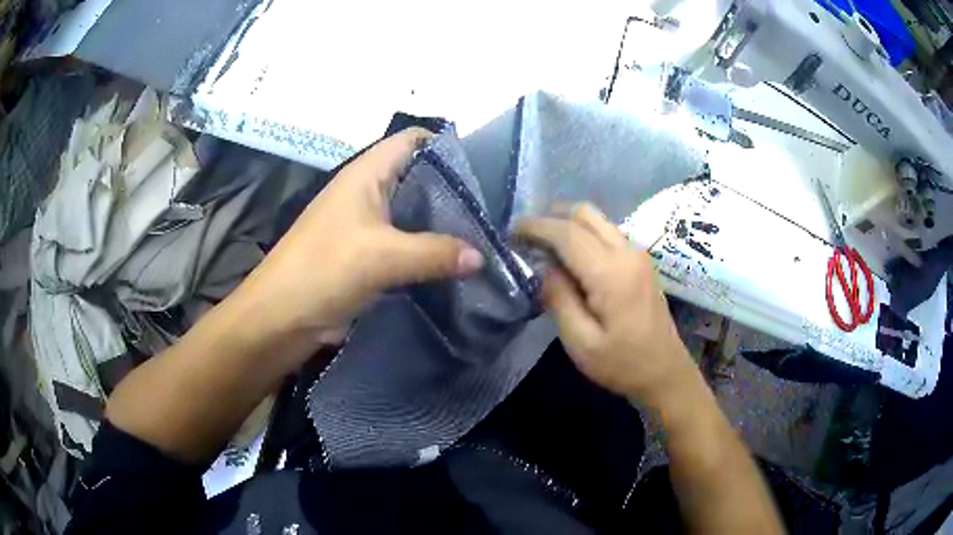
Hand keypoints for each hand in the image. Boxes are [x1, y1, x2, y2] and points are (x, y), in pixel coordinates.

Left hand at [233, 127, 484, 346]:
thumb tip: (482, 257)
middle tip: (490, 212)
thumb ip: (435, 253)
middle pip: (419, 178)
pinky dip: (429, 253)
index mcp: (366, 174)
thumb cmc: (323, 270)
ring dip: (443, 226)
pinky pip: (407, 246)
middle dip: (453, 191)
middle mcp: (368, 192)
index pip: (413, 140)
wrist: (281, 318)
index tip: (482, 170)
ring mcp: (367, 226)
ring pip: (414, 215)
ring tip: (482, 238)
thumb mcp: (382, 257)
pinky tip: (455, 265)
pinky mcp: (368, 256)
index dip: (446, 146)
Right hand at [516, 204, 696, 408]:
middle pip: (584, 214)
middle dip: (551, 217)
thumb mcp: (581, 343)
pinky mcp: (641, 261)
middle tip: (527, 237)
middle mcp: (627, 252)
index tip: (512, 232)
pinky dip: (584, 233)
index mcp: (611, 273)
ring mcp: (638, 253)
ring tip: (545, 246)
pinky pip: (607, 232)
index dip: (536, 227)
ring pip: (598, 219)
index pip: (567, 233)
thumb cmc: (622, 364)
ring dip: (568, 224)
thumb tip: (545, 267)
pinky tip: (572, 256)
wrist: (666, 372)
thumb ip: (559, 299)